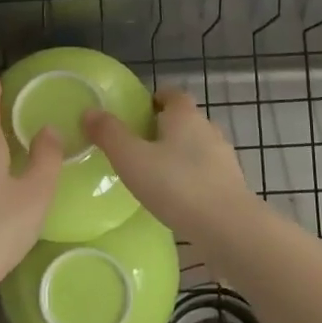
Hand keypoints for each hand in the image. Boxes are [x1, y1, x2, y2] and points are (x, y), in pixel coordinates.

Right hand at [83, 88, 253, 236]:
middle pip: (184, 120)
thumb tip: (90, 111)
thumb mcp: (132, 159)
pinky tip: (177, 198)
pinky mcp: (232, 185)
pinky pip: (206, 173)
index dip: (154, 99)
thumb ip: (109, 134)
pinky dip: (191, 178)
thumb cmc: (176, 185)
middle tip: (138, 146)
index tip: (136, 114)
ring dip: (179, 155)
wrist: (229, 228)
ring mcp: (224, 158)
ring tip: (155, 175)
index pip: (171, 94)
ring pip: (196, 147)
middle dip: (164, 128)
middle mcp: (208, 129)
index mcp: (185, 115)